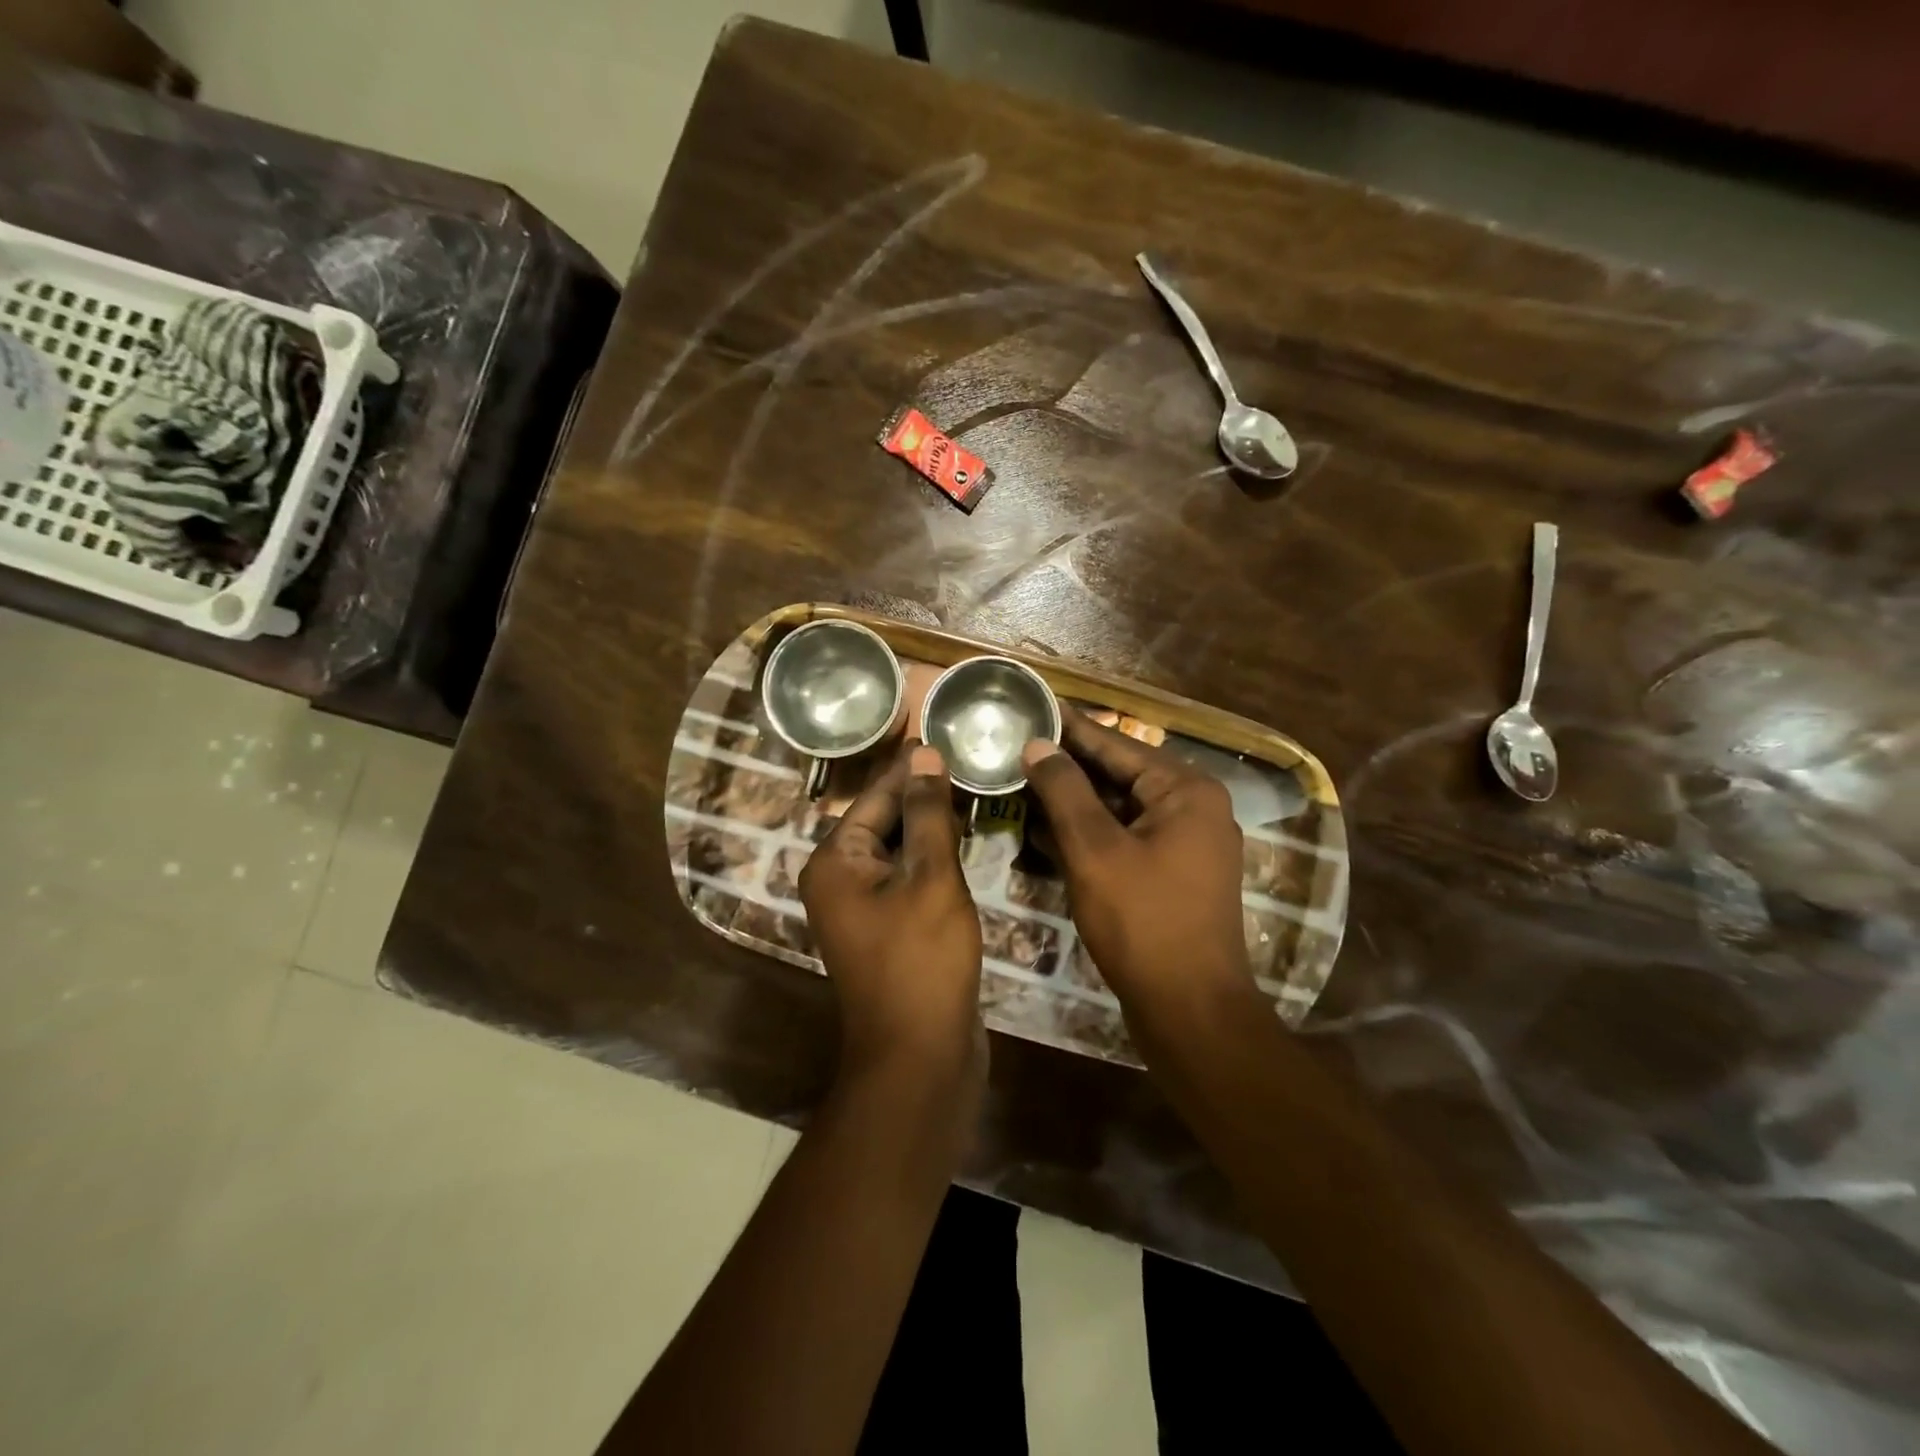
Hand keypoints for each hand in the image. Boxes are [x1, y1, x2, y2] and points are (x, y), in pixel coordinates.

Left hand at [800, 742, 984, 1093]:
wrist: (920, 1057)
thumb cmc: (922, 961)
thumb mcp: (930, 878)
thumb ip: (927, 814)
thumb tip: (924, 755)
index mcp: (834, 862)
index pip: (875, 796)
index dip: (910, 766)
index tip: (940, 733)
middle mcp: (838, 880)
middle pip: (883, 821)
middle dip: (922, 793)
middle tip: (966, 757)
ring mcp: (861, 908)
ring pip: (898, 851)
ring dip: (931, 825)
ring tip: (972, 788)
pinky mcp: (887, 929)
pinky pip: (907, 879)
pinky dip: (933, 859)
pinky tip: (965, 839)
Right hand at [1021, 711, 1251, 1018]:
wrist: (1190, 1010)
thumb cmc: (1143, 922)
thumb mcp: (1095, 850)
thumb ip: (1064, 791)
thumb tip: (1038, 744)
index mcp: (1185, 790)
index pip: (1116, 744)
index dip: (1069, 727)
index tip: (1031, 706)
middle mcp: (1193, 808)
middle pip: (1118, 775)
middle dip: (1066, 767)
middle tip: (1015, 746)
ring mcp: (1185, 843)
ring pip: (1119, 809)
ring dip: (1072, 802)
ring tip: (1020, 782)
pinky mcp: (1172, 873)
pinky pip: (1124, 839)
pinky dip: (1088, 834)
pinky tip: (1044, 830)